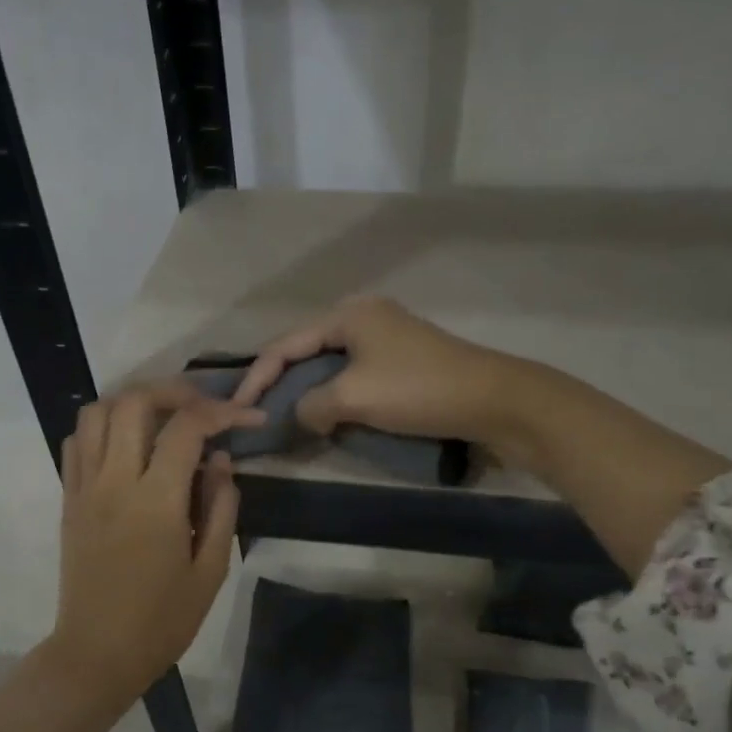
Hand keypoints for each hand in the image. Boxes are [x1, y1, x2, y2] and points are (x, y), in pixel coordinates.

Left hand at [49, 382, 261, 693]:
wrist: (97, 653)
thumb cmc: (162, 620)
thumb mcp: (211, 570)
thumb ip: (221, 507)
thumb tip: (220, 460)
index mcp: (156, 501)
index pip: (187, 427)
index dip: (223, 412)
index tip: (249, 417)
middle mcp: (115, 482)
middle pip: (135, 402)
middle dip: (175, 391)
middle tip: (203, 407)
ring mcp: (85, 487)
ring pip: (97, 411)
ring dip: (134, 402)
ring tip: (163, 417)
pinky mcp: (68, 498)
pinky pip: (78, 441)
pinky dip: (103, 426)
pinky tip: (128, 443)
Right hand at [231, 296, 532, 451]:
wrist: (493, 400)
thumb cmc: (417, 390)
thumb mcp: (353, 397)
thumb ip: (311, 404)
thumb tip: (301, 415)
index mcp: (348, 314)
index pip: (285, 344)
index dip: (257, 377)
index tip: (238, 408)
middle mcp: (364, 316)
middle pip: (306, 349)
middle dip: (280, 381)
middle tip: (258, 411)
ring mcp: (386, 337)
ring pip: (330, 364)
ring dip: (308, 391)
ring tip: (286, 417)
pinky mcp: (403, 360)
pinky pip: (354, 375)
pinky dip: (335, 395)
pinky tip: (328, 416)